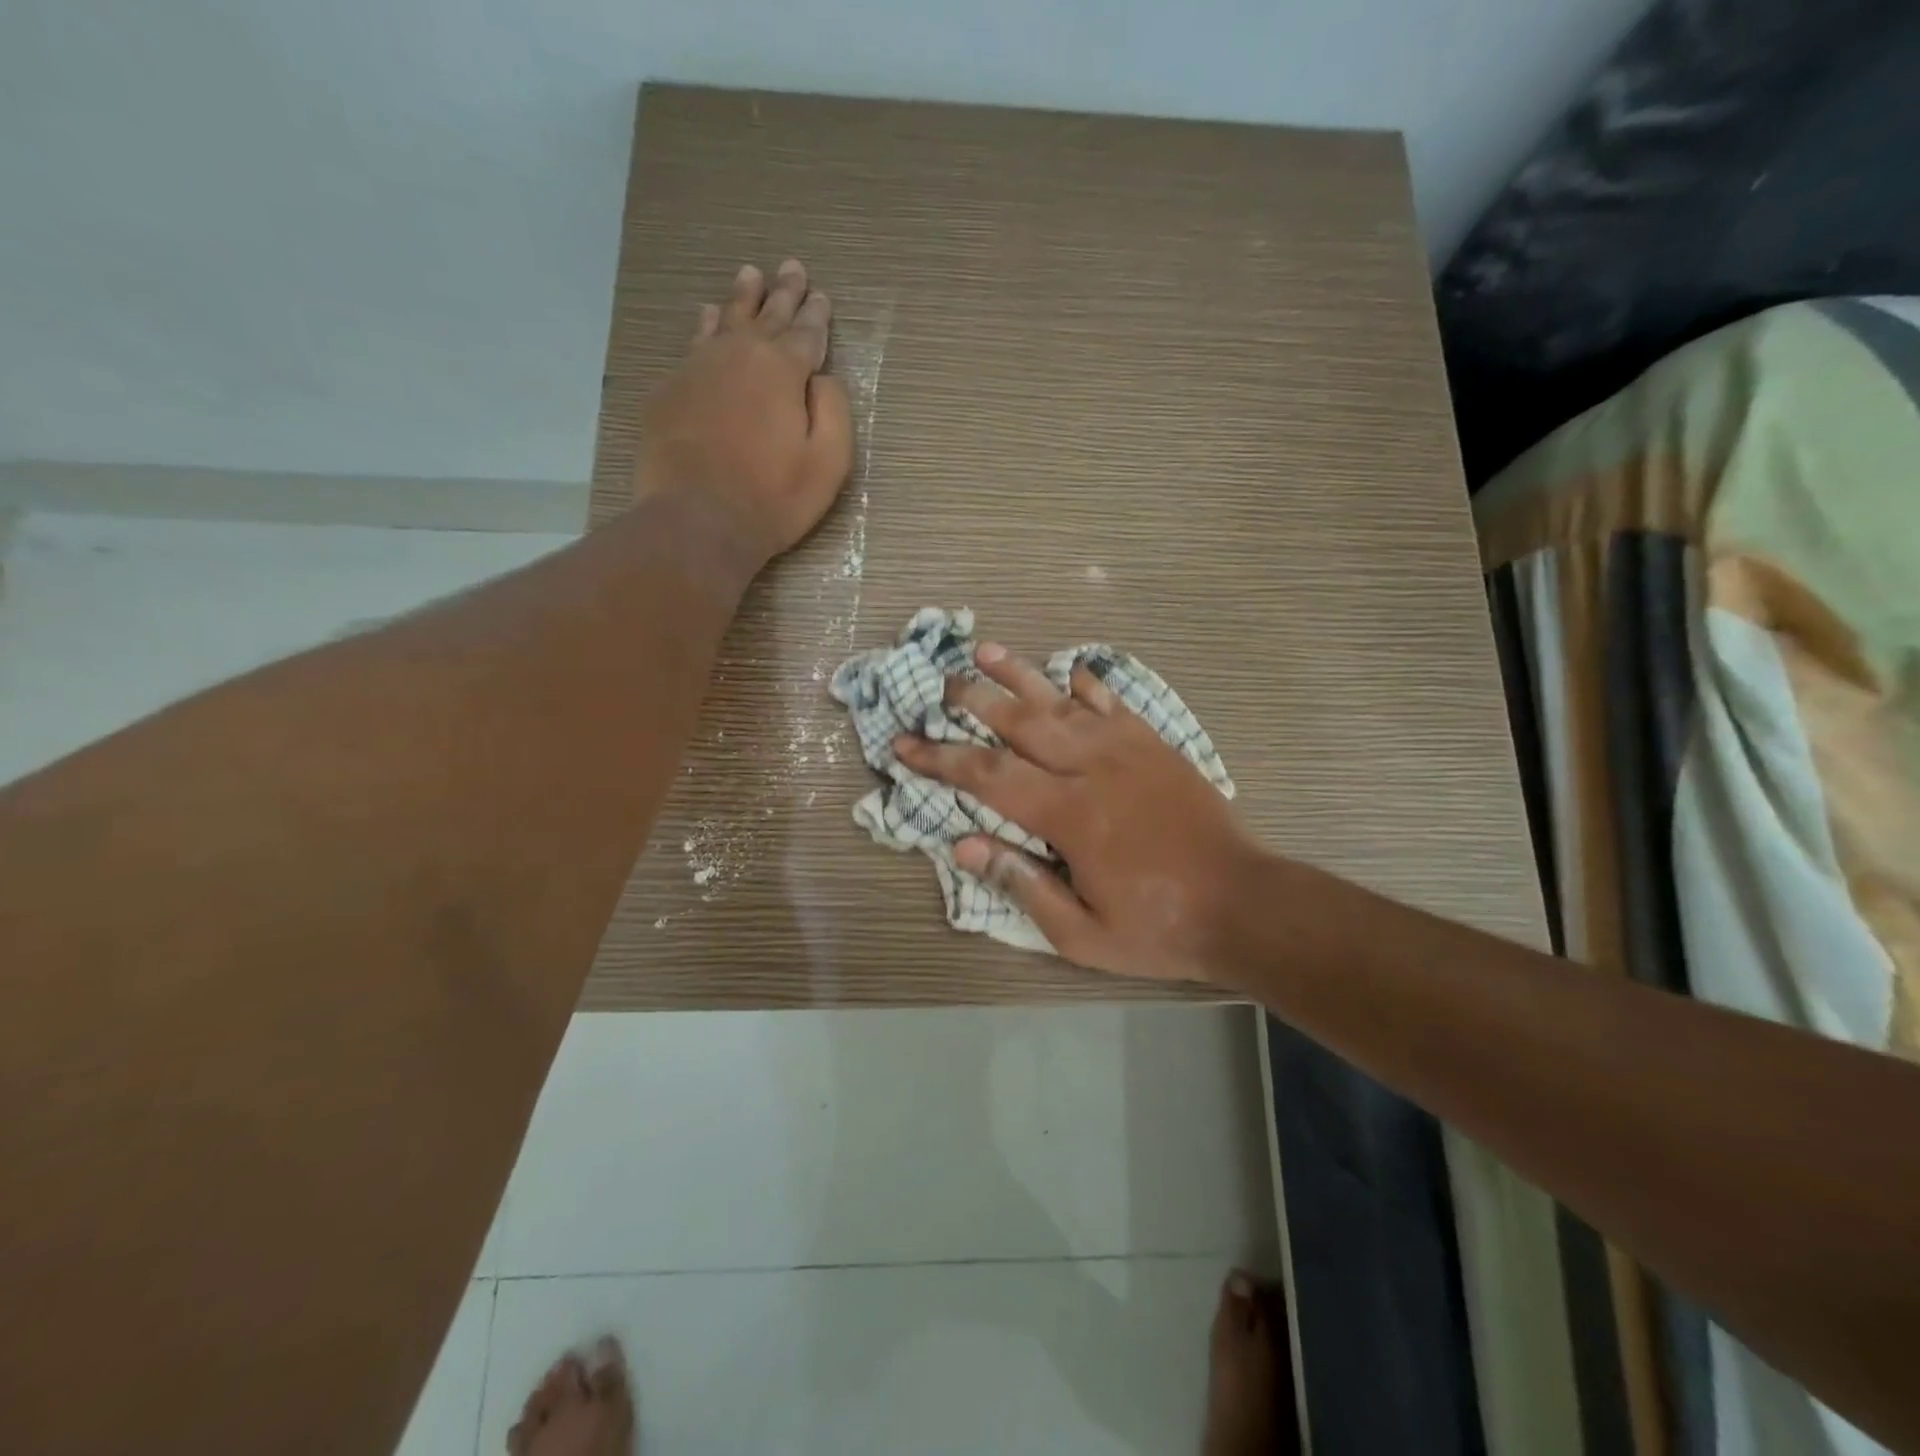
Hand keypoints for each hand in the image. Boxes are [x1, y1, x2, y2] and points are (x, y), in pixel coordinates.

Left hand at [638, 260, 853, 568]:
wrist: (697, 519)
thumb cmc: (773, 499)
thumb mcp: (828, 463)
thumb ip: (834, 412)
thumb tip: (823, 377)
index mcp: (783, 371)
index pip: (806, 333)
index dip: (816, 314)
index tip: (821, 295)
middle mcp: (740, 355)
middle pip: (766, 316)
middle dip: (783, 292)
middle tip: (791, 267)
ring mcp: (699, 368)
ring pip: (726, 320)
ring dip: (742, 298)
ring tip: (750, 275)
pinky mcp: (671, 389)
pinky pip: (694, 344)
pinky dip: (706, 326)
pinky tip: (708, 317)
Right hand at [893, 643, 1266, 984]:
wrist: (1243, 904)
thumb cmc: (1157, 927)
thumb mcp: (1081, 933)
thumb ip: (1022, 884)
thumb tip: (964, 845)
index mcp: (1069, 815)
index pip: (988, 776)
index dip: (941, 759)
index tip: (905, 745)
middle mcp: (1092, 768)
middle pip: (1020, 722)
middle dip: (974, 701)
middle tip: (940, 685)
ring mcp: (1127, 750)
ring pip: (1061, 701)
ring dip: (1020, 675)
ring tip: (986, 651)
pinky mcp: (1156, 745)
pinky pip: (1114, 703)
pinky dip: (1087, 684)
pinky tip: (1070, 672)